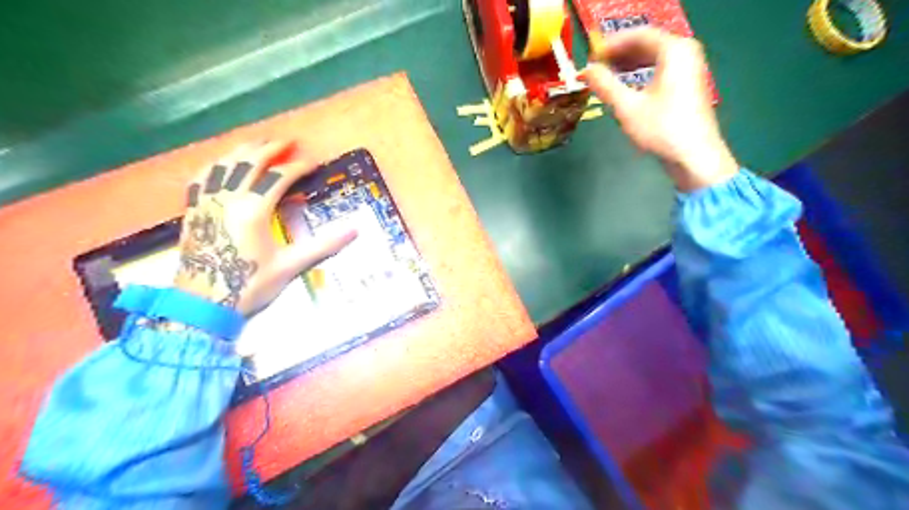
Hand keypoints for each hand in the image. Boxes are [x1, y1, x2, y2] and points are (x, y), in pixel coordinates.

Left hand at [172, 142, 355, 316]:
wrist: (203, 304)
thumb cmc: (250, 284)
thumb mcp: (291, 266)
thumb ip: (323, 245)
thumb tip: (354, 230)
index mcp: (253, 210)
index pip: (278, 177)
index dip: (298, 167)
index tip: (312, 162)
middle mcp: (228, 198)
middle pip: (248, 162)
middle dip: (270, 149)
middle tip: (287, 141)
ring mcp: (206, 202)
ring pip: (222, 165)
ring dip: (241, 151)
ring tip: (257, 143)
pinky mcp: (193, 211)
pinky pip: (200, 179)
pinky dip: (213, 166)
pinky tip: (219, 165)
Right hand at [583, 27, 736, 190]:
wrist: (693, 156)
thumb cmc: (661, 129)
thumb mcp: (627, 107)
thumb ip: (605, 85)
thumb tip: (586, 71)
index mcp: (674, 50)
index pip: (638, 34)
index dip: (612, 44)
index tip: (591, 56)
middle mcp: (685, 52)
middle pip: (647, 43)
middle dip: (620, 53)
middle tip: (596, 66)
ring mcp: (690, 67)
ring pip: (654, 56)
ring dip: (629, 63)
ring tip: (606, 76)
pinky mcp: (689, 83)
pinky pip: (661, 68)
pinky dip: (641, 72)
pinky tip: (626, 86)